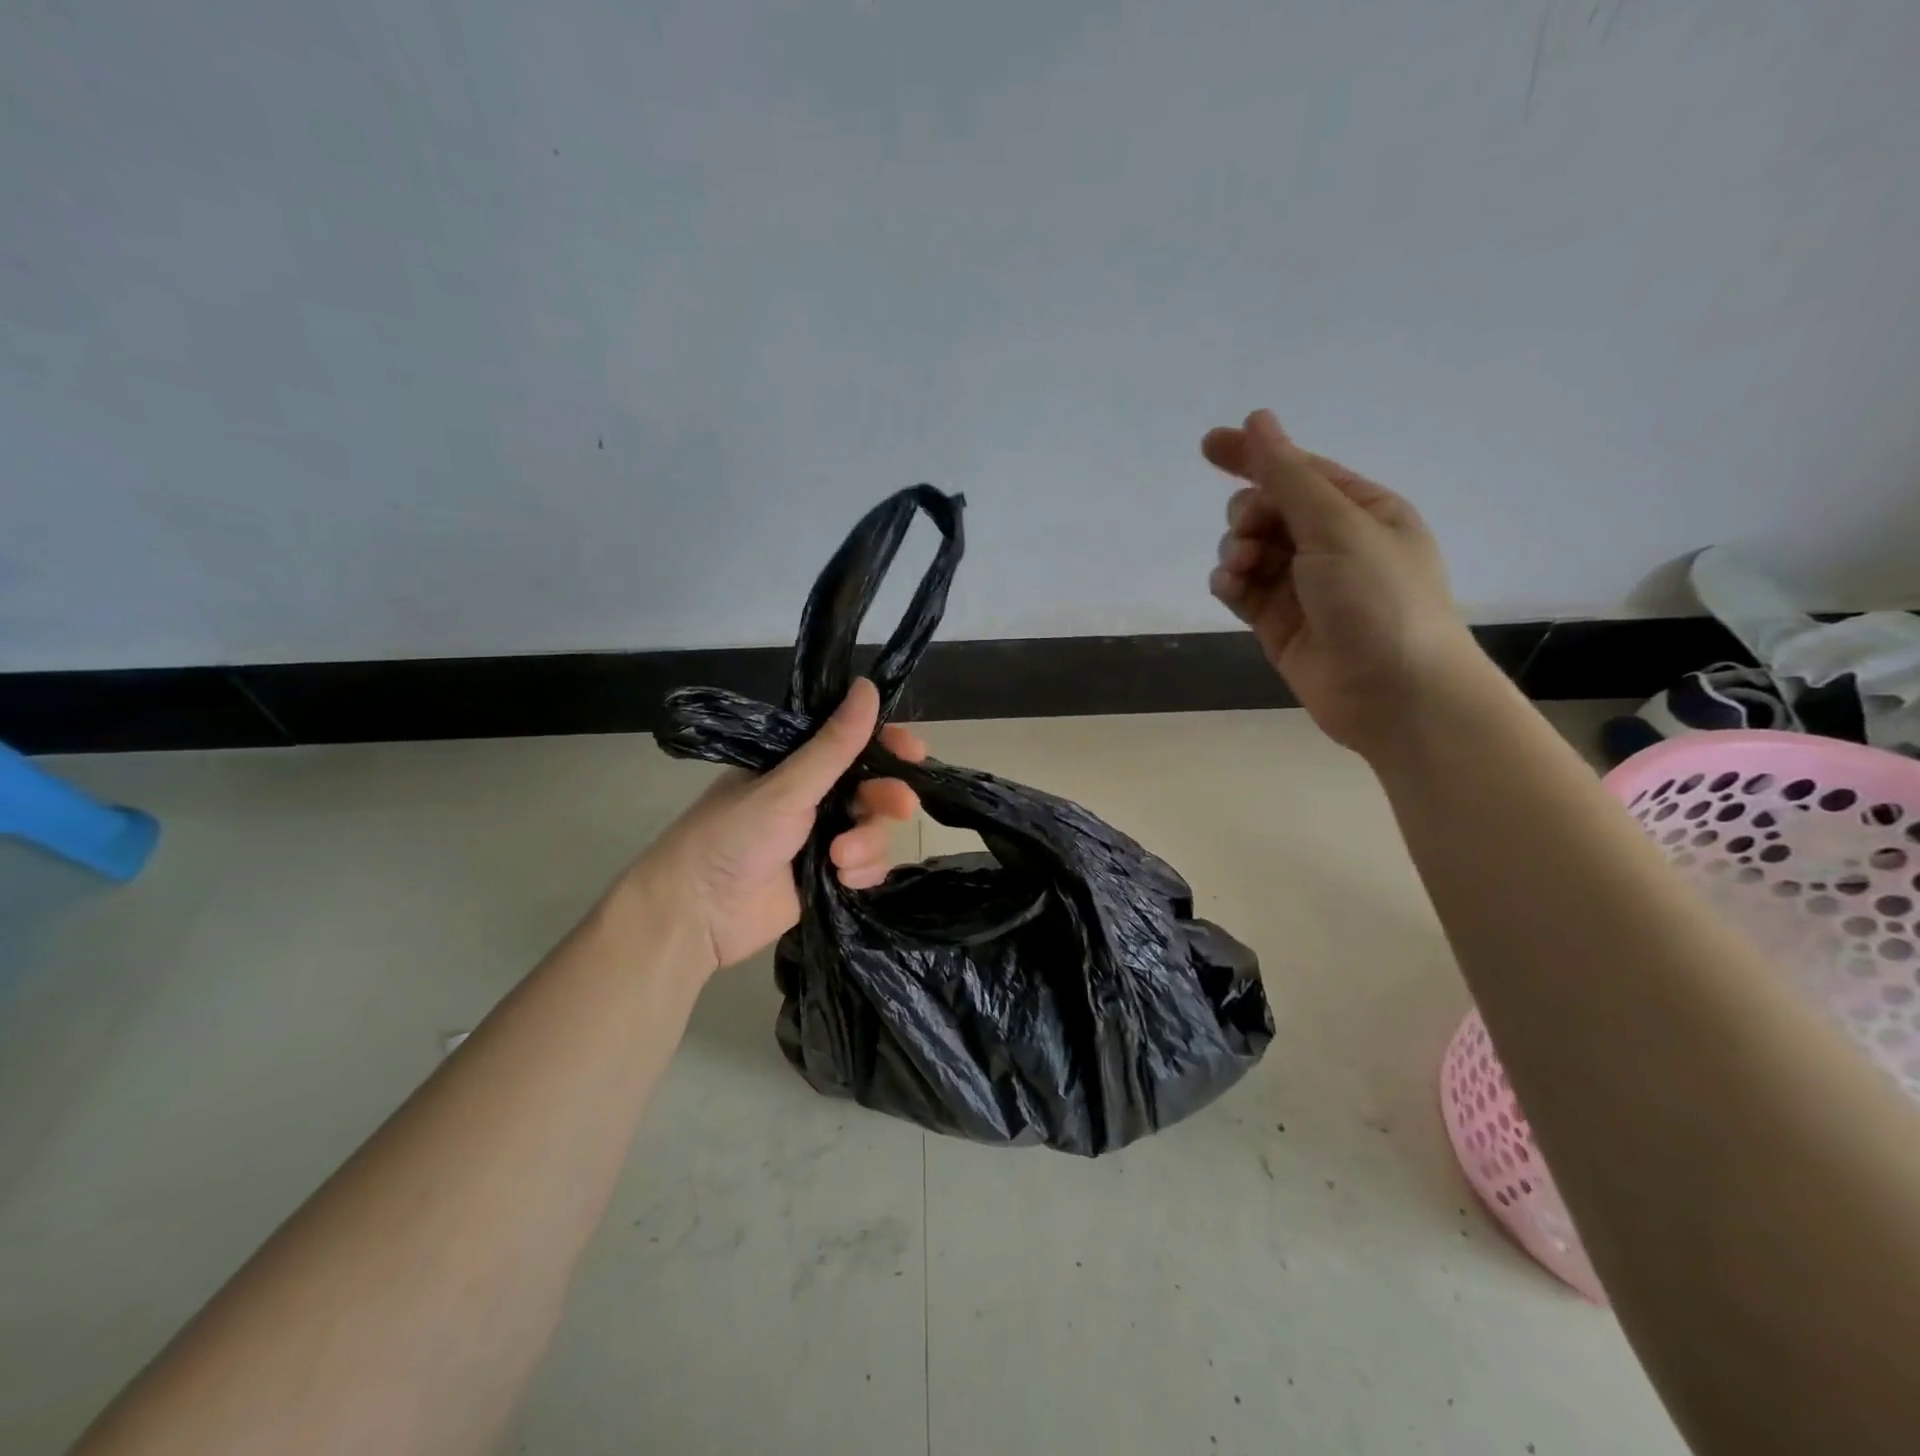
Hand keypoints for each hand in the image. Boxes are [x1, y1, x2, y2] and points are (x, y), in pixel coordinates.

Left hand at [640, 678, 926, 970]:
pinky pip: (867, 866)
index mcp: (798, 764)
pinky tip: (843, 880)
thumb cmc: (733, 836)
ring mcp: (822, 837)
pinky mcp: (829, 877)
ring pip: (874, 830)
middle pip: (873, 787)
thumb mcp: (786, 787)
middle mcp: (814, 796)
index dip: (887, 745)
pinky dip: (862, 871)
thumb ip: (834, 745)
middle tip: (900, 808)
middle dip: (887, 798)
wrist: (697, 914)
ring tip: (840, 860)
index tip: (914, 753)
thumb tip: (869, 687)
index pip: (853, 743)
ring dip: (867, 843)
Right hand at [1203, 409, 1481, 755]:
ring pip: (1250, 550)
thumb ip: (1289, 477)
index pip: (1298, 471)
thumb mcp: (1337, 527)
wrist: (1395, 695)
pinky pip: (1243, 590)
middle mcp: (1331, 543)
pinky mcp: (1279, 623)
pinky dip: (1230, 584)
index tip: (1209, 446)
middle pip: (1268, 510)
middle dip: (1248, 516)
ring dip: (1236, 551)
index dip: (1254, 456)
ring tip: (1241, 569)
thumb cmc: (1379, 601)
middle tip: (1250, 534)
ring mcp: (1303, 586)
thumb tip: (1257, 420)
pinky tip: (1229, 588)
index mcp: (1361, 510)